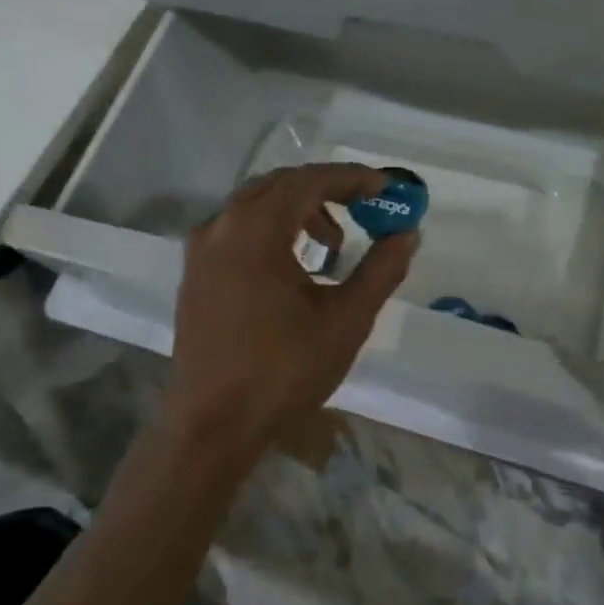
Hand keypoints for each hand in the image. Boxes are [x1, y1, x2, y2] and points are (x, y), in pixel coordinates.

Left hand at [167, 163, 417, 452]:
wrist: (212, 426)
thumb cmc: (282, 372)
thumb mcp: (346, 320)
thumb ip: (381, 270)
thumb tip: (408, 234)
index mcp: (255, 232)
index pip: (309, 181)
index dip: (353, 178)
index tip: (387, 187)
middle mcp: (221, 227)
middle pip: (281, 185)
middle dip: (328, 190)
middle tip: (366, 208)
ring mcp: (202, 250)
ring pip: (257, 204)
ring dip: (300, 210)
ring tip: (334, 246)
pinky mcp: (195, 273)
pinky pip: (238, 228)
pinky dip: (273, 229)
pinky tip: (295, 266)